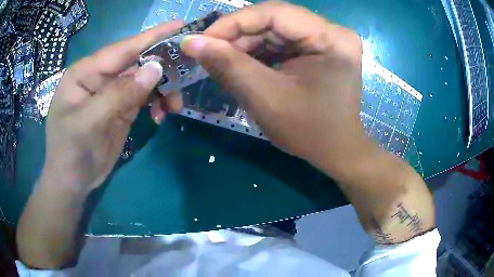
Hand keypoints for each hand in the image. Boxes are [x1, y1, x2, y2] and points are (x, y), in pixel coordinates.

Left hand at [41, 21, 183, 191]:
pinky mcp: (120, 109)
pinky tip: (161, 115)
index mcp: (86, 72)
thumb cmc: (70, 151)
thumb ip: (119, 94)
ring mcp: (111, 93)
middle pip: (137, 62)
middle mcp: (100, 77)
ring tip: (174, 106)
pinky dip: (157, 103)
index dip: (152, 36)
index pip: (122, 48)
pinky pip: (144, 98)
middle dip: (163, 68)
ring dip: (163, 90)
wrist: (72, 182)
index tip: (180, 25)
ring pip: (144, 80)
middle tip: (188, 71)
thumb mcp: (89, 123)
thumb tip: (156, 68)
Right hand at [179, 2, 366, 176]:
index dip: (233, 22)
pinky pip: (280, 42)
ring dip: (244, 45)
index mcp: (331, 38)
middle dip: (237, 35)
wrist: (336, 151)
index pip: (275, 12)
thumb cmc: (309, 132)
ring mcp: (326, 40)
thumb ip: (227, 65)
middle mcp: (332, 32)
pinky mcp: (317, 49)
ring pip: (274, 30)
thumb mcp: (265, 98)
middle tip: (208, 53)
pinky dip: (257, 52)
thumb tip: (191, 42)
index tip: (201, 40)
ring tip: (222, 62)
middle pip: (274, 20)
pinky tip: (242, 65)